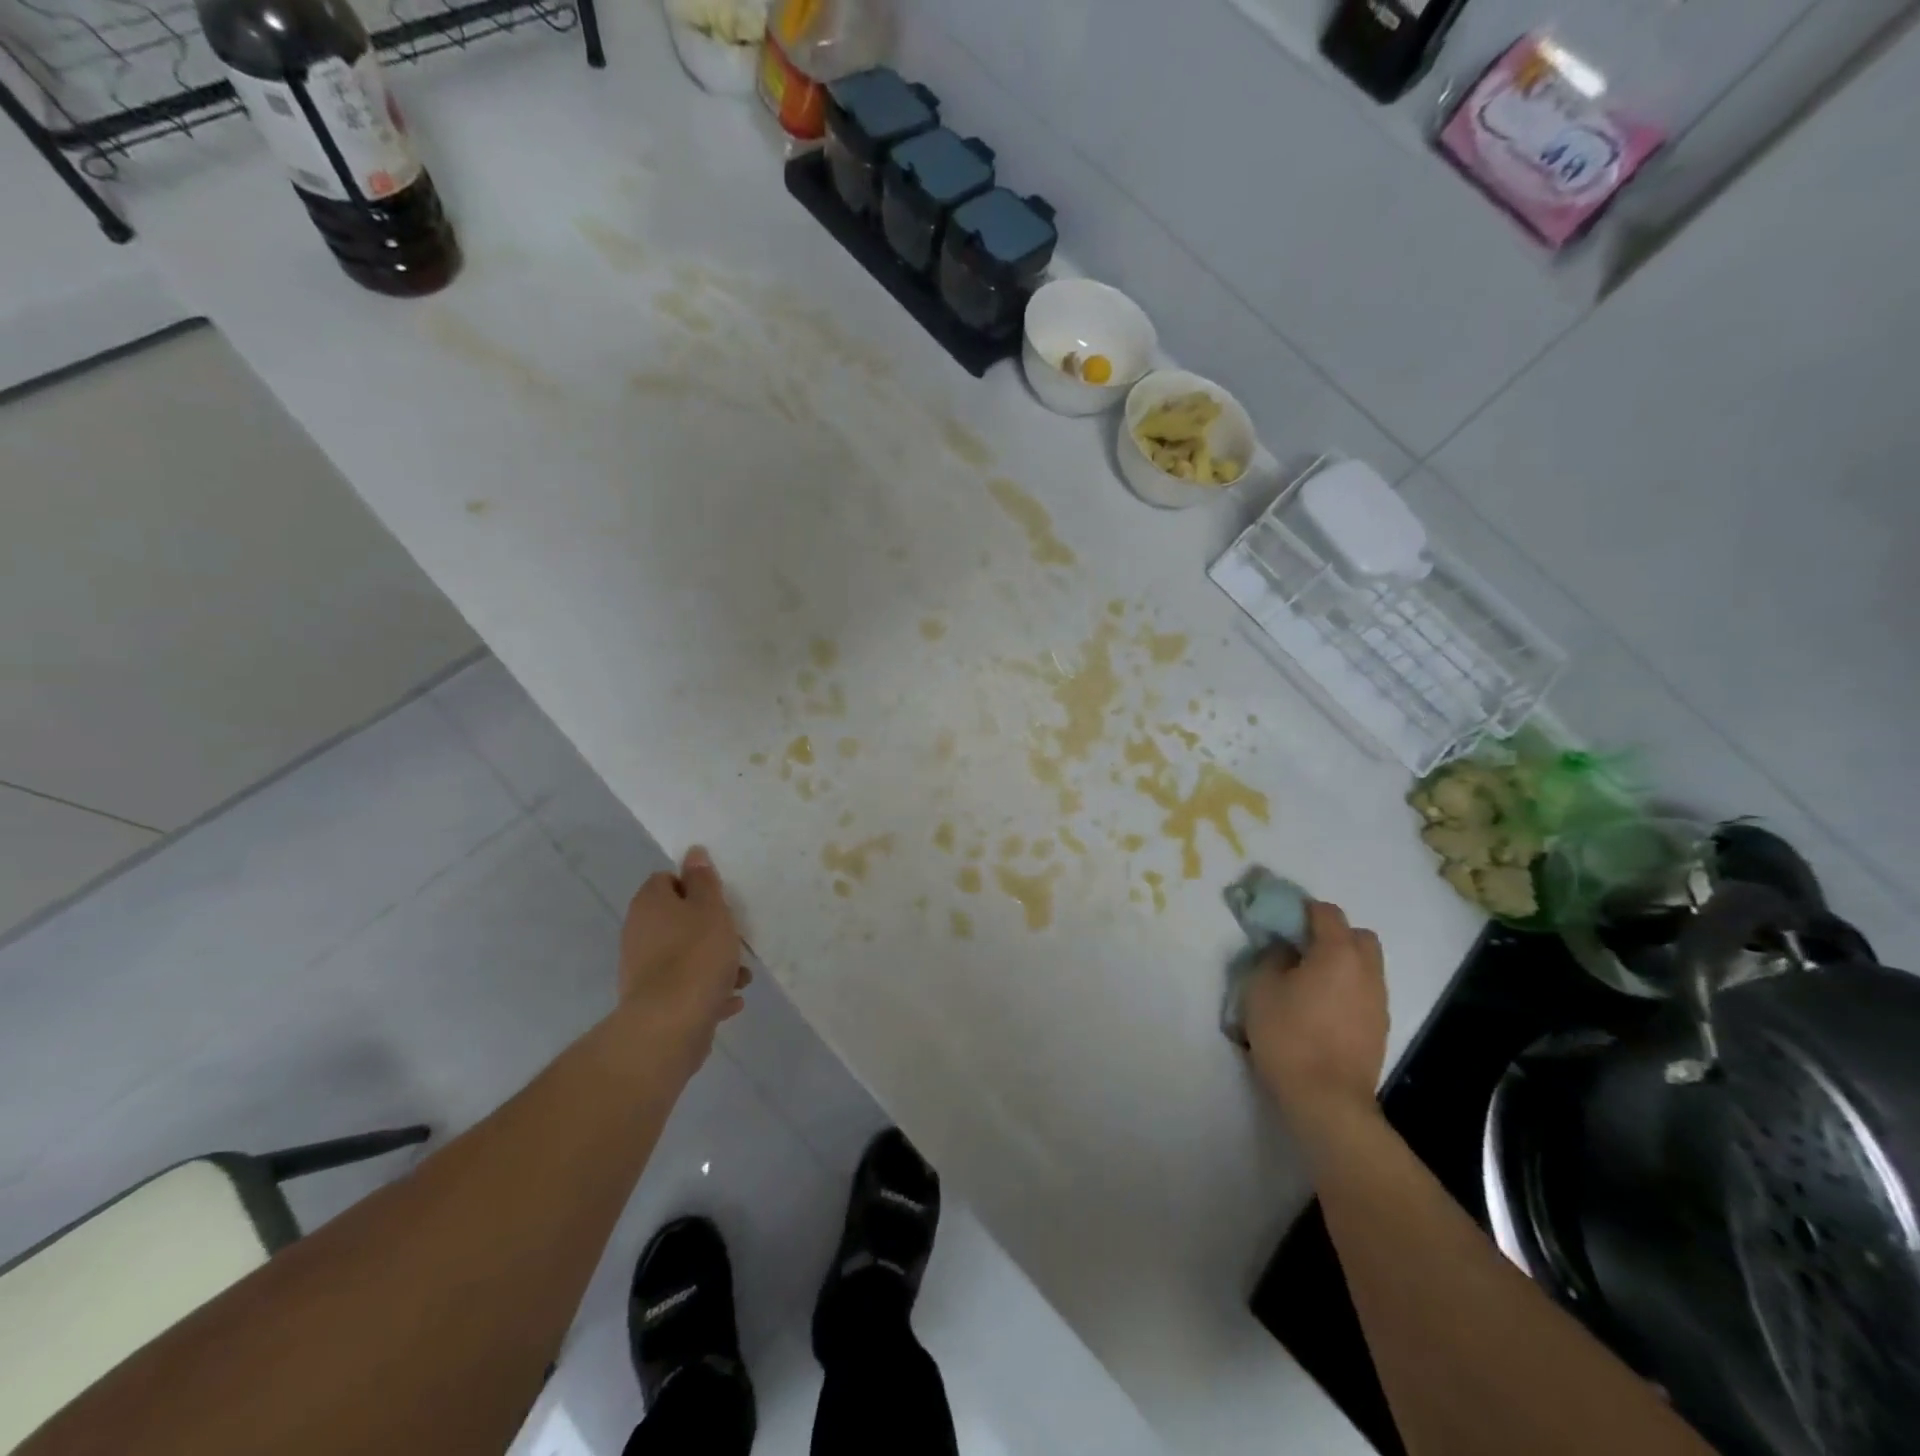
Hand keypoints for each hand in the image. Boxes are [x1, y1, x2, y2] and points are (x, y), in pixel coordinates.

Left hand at [617, 846, 750, 1062]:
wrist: (671, 1024)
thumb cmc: (696, 955)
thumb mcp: (711, 908)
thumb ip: (704, 880)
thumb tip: (693, 853)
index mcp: (649, 904)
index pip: (667, 880)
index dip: (694, 886)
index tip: (719, 900)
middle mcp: (639, 933)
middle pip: (678, 920)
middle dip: (710, 928)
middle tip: (735, 937)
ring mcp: (643, 970)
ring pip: (685, 955)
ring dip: (714, 962)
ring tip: (742, 976)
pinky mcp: (654, 1002)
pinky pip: (686, 987)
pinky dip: (707, 990)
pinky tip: (730, 999)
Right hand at [1244, 900, 1388, 1130]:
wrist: (1326, 1099)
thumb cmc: (1288, 1035)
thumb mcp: (1260, 988)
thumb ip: (1272, 957)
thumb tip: (1285, 949)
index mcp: (1338, 953)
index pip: (1326, 912)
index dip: (1302, 909)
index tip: (1280, 920)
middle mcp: (1366, 971)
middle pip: (1358, 936)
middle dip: (1332, 934)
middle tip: (1300, 948)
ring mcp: (1378, 1001)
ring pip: (1365, 965)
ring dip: (1341, 962)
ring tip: (1308, 980)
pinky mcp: (1379, 1027)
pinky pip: (1365, 991)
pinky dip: (1347, 988)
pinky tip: (1321, 1007)